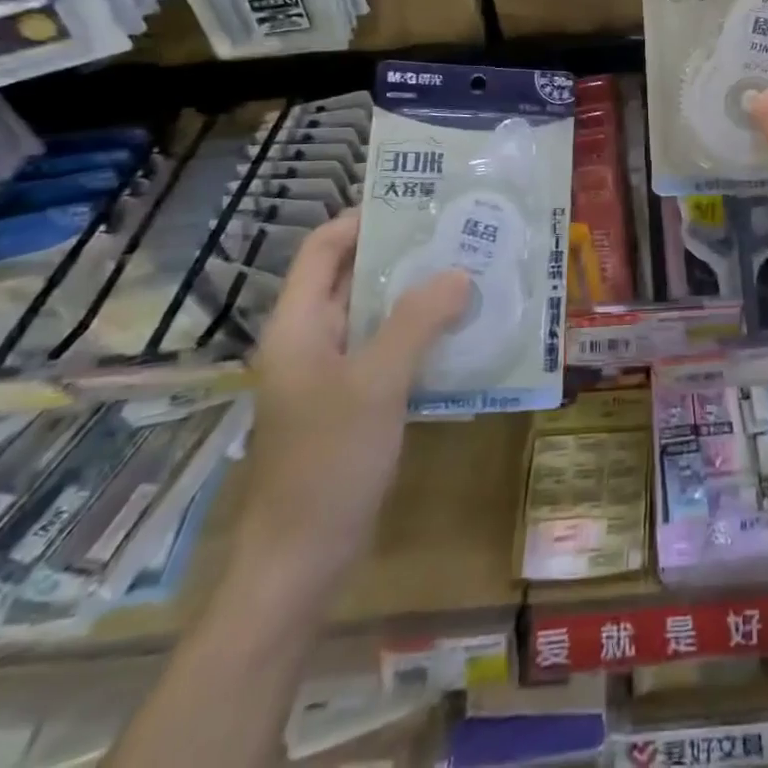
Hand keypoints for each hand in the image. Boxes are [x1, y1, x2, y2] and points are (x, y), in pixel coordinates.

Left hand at [234, 209, 468, 601]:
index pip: (323, 249)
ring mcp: (328, 374)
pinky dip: (417, 334)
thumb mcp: (377, 384)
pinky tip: (459, 333)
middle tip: (458, 235)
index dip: (363, 220)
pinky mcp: (349, 402)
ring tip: (469, 274)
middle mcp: (309, 341)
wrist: (300, 563)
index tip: (417, 205)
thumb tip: (459, 273)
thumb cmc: (329, 463)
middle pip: (352, 278)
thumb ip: (418, 322)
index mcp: (298, 325)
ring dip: (416, 296)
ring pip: (373, 315)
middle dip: (403, 255)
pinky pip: (385, 350)